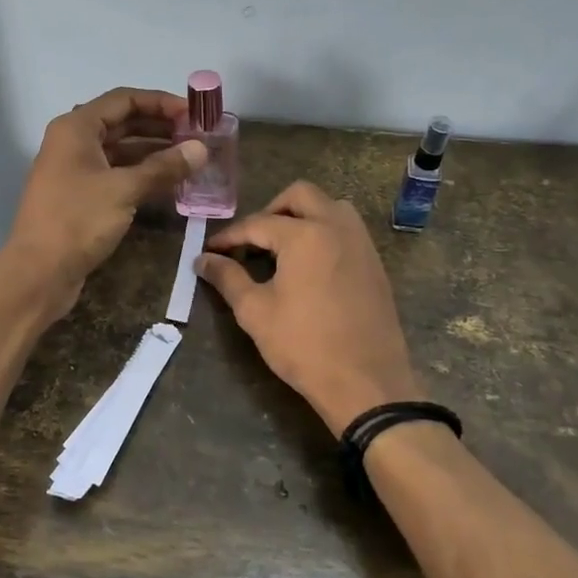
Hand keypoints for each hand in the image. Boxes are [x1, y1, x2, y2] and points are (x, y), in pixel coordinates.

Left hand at [0, 87, 206, 321]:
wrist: (39, 273)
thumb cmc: (77, 221)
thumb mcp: (124, 190)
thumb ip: (164, 167)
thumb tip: (201, 148)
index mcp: (76, 128)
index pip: (124, 99)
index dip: (161, 102)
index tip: (195, 113)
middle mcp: (73, 142)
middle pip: (123, 123)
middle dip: (161, 127)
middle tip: (199, 136)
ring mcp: (76, 171)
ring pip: (121, 151)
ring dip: (155, 153)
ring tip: (192, 158)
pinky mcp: (81, 196)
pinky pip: (117, 174)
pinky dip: (142, 175)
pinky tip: (170, 183)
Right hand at [197, 181, 422, 434]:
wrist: (366, 382)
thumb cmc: (304, 346)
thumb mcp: (255, 312)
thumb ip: (227, 278)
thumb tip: (202, 260)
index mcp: (305, 235)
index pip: (258, 223)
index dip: (230, 236)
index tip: (210, 250)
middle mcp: (337, 227)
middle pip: (300, 195)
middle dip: (270, 210)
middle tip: (252, 240)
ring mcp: (361, 243)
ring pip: (330, 206)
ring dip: (303, 215)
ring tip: (283, 246)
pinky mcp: (375, 263)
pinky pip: (347, 230)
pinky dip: (325, 232)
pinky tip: (310, 265)